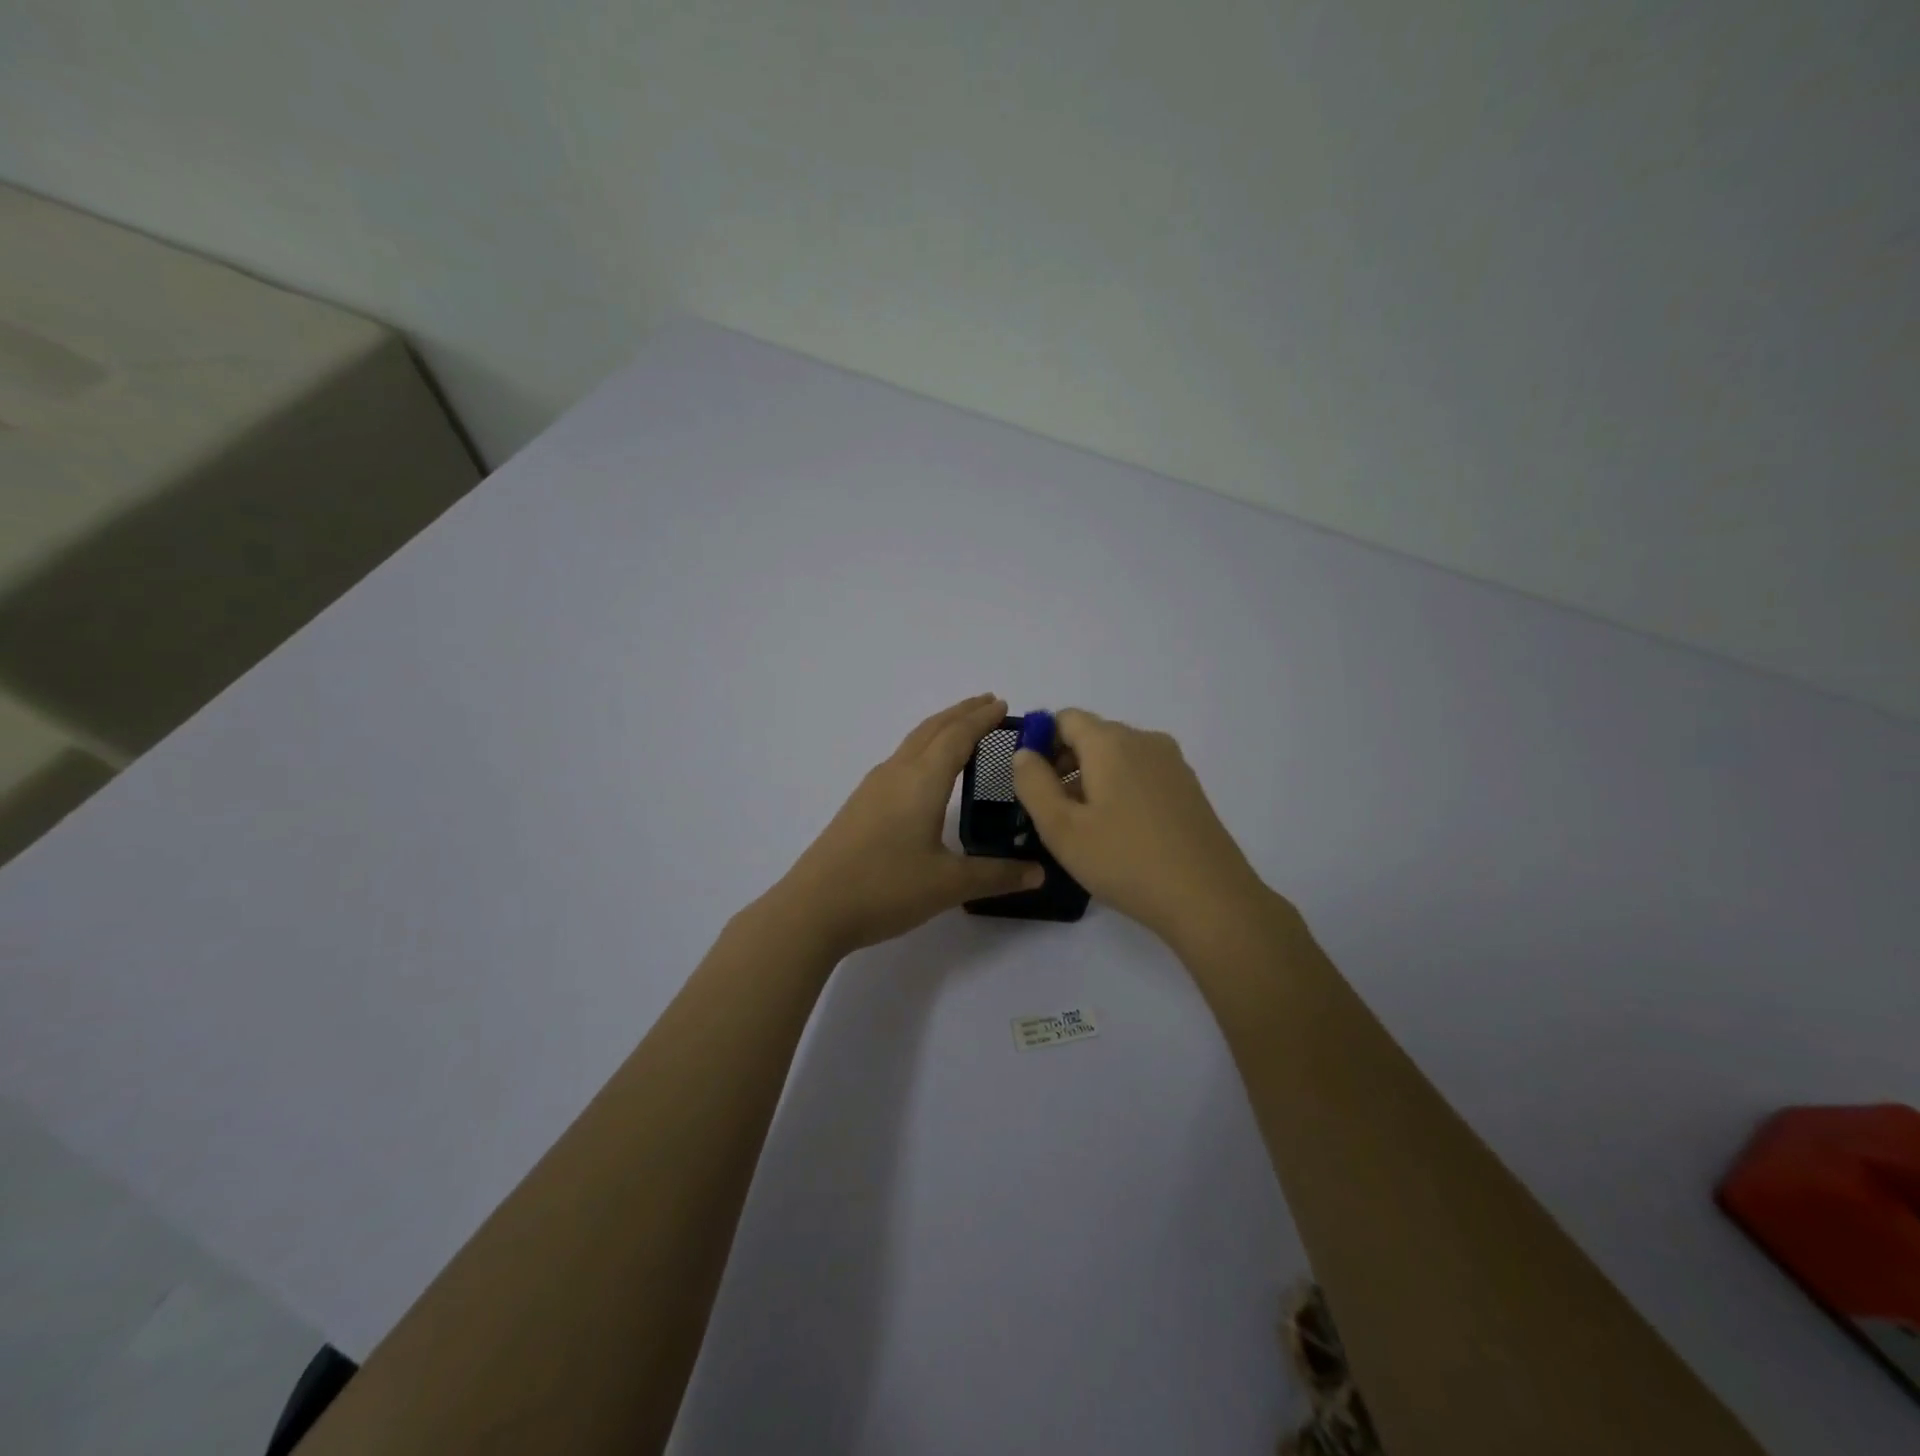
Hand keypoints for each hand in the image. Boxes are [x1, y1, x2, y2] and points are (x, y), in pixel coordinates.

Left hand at [770, 695, 1044, 957]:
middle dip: (962, 713)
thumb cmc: (886, 888)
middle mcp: (897, 773)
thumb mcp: (949, 885)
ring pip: (913, 742)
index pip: (958, 736)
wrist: (813, 908)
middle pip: (933, 729)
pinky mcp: (861, 805)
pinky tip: (925, 772)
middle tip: (990, 704)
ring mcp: (874, 787)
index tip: (1004, 705)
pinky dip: (924, 749)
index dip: (982, 718)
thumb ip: (996, 875)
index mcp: (922, 780)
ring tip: (963, 729)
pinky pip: (901, 760)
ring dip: (941, 729)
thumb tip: (1039, 872)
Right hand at [1012, 709, 1270, 946]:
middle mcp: (1144, 740)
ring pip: (1118, 757)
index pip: (1064, 718)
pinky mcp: (1189, 788)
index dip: (1040, 742)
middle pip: (1093, 736)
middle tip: (1052, 812)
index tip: (1032, 783)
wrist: (1209, 898)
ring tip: (1085, 829)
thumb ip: (1033, 783)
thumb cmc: (1125, 860)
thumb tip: (1025, 753)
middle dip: (1064, 764)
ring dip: (1092, 780)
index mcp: (1110, 742)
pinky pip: (1142, 774)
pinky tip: (1120, 834)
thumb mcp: (1061, 828)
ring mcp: (1172, 763)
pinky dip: (1121, 790)